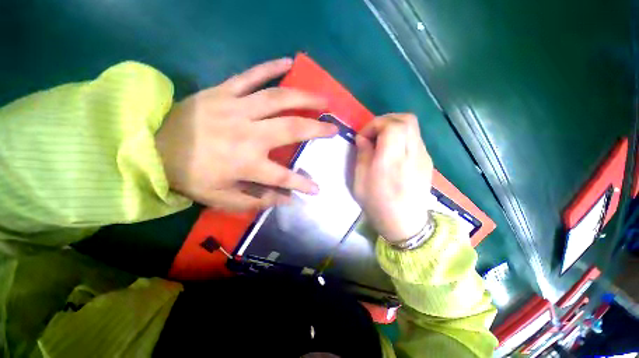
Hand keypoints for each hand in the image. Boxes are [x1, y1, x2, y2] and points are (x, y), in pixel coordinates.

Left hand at [156, 58, 337, 210]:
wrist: (150, 146)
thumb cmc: (189, 176)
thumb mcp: (222, 198)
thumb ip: (257, 201)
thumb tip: (287, 201)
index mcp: (245, 163)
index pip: (283, 177)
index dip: (302, 184)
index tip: (317, 189)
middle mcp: (247, 134)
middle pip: (291, 129)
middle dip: (316, 130)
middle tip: (333, 129)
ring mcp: (236, 108)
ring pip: (278, 99)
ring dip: (305, 98)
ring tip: (323, 99)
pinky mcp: (223, 91)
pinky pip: (250, 75)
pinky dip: (270, 67)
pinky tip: (288, 62)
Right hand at [353, 114, 432, 242]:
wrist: (405, 224)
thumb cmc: (378, 205)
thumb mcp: (360, 182)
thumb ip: (362, 156)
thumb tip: (363, 138)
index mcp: (392, 161)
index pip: (391, 125)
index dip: (374, 124)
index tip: (363, 137)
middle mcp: (412, 154)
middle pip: (406, 119)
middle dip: (385, 121)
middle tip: (372, 135)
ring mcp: (424, 157)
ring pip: (412, 127)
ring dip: (394, 127)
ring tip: (381, 143)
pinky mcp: (427, 161)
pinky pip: (415, 138)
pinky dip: (401, 137)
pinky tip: (393, 152)